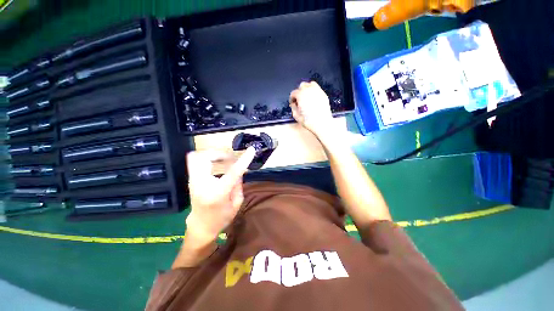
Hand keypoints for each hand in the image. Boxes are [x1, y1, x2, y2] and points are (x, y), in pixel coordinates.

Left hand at [185, 147, 255, 245]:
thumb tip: (239, 169)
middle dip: (220, 153)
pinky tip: (215, 163)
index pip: (233, 172)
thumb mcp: (237, 203)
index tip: (251, 150)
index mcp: (218, 193)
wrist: (200, 226)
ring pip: (197, 157)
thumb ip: (238, 184)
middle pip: (206, 158)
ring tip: (223, 160)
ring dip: (212, 154)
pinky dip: (205, 157)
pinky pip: (194, 161)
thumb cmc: (221, 218)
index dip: (243, 160)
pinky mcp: (191, 179)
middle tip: (230, 158)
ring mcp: (193, 181)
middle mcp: (203, 185)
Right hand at [289, 81, 333, 137]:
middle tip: (299, 100)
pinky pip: (317, 89)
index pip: (294, 93)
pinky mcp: (323, 94)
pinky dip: (313, 91)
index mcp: (301, 95)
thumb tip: (294, 104)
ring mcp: (317, 91)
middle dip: (299, 92)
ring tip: (306, 97)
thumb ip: (293, 107)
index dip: (292, 98)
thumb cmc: (309, 121)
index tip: (293, 103)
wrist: (322, 124)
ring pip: (310, 85)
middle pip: (302, 86)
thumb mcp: (296, 116)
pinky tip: (313, 99)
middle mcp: (309, 90)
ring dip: (306, 89)